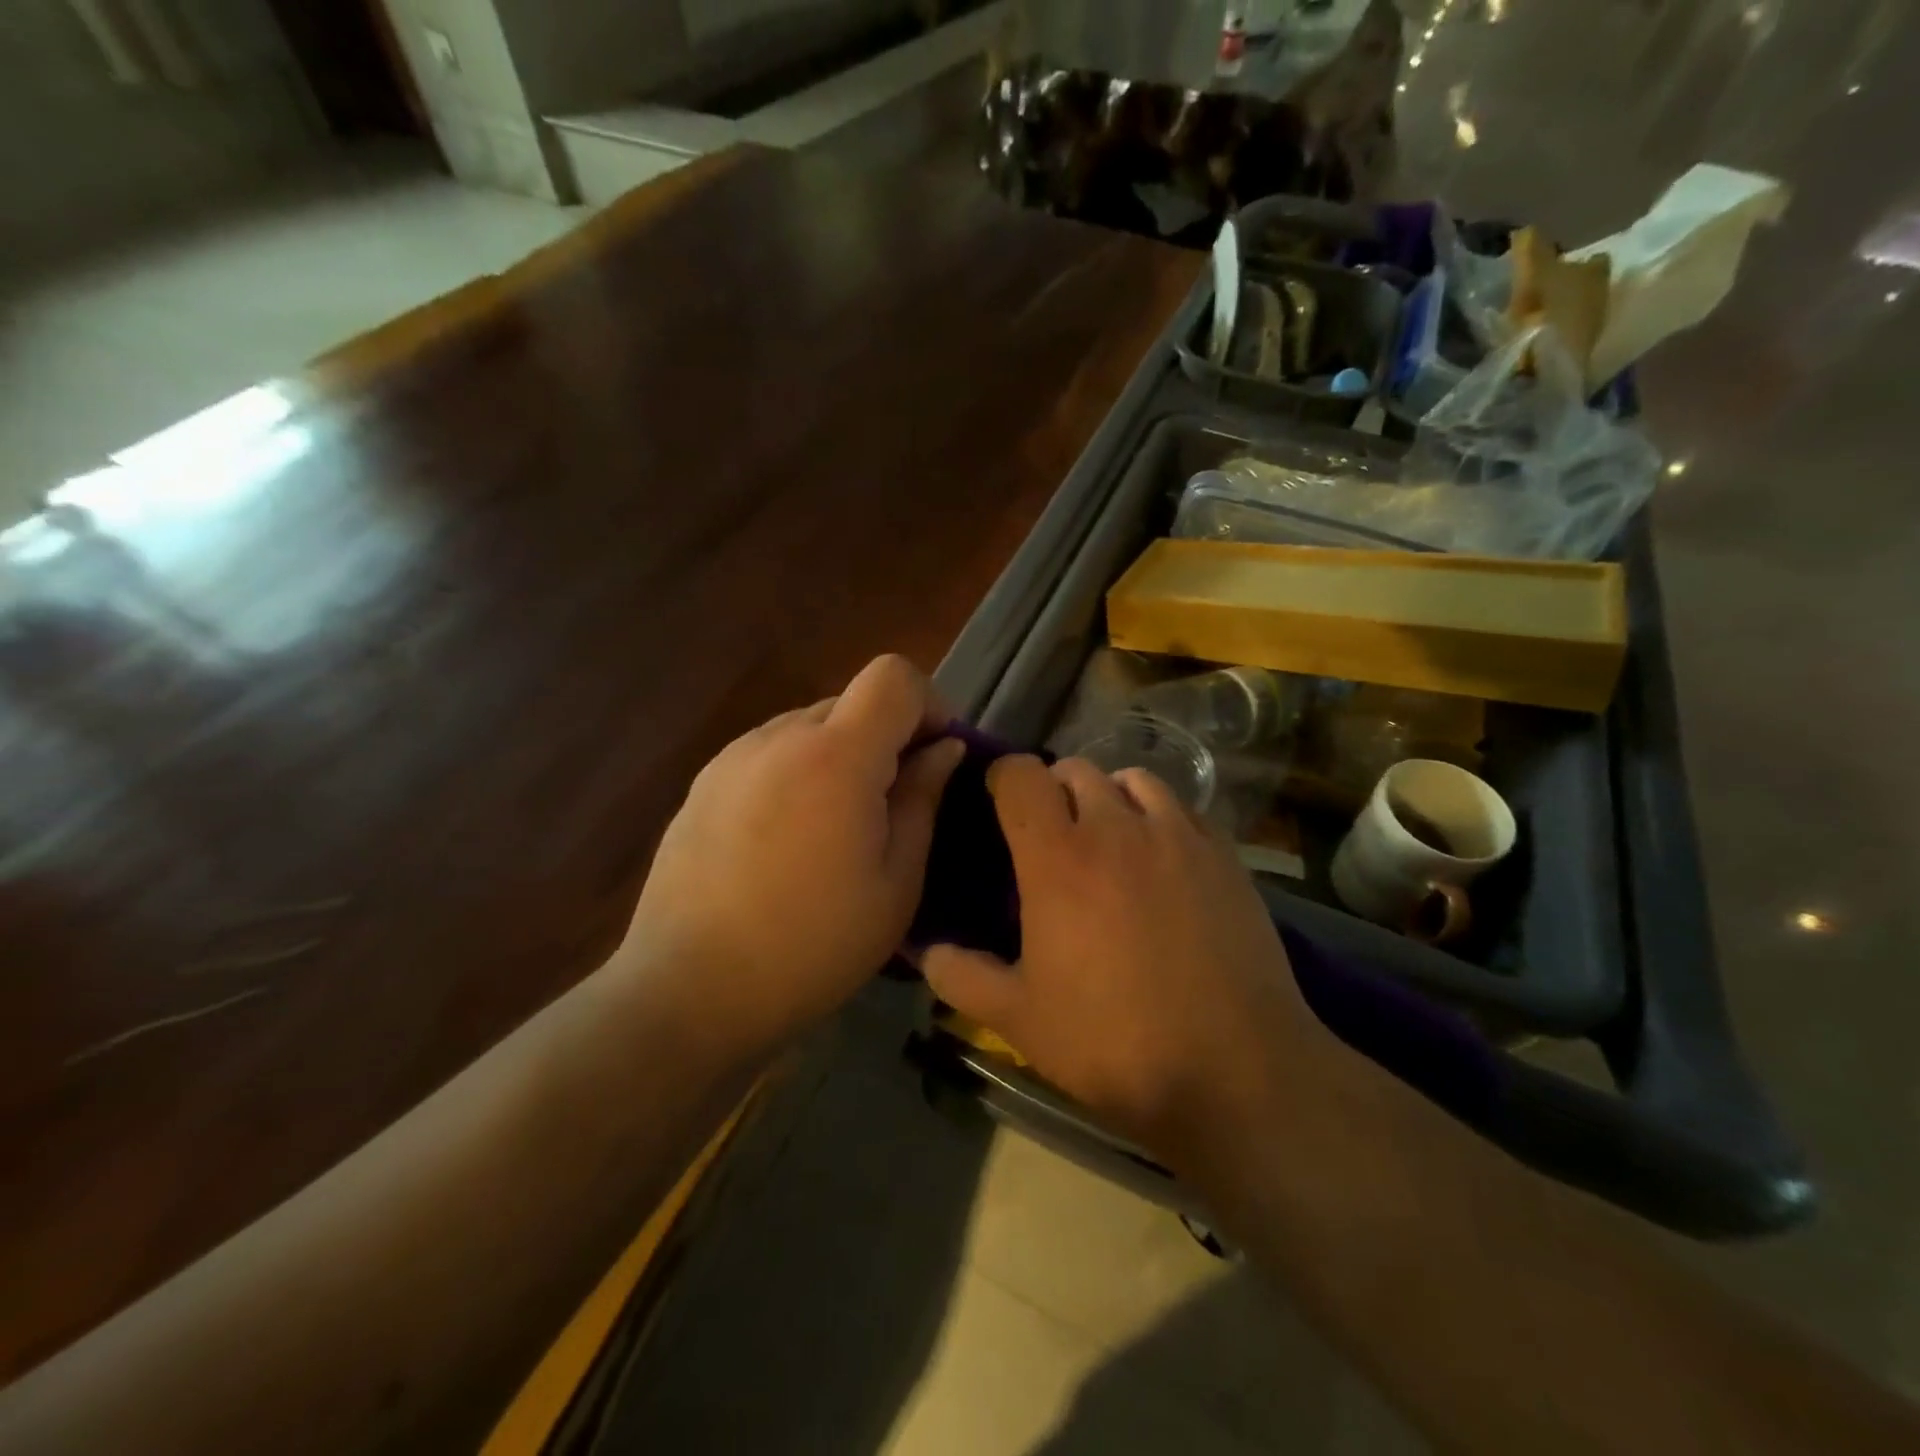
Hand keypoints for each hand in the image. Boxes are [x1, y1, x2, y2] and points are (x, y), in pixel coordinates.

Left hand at [626, 655, 964, 1057]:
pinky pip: (770, 755)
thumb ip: (923, 800)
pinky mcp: (703, 783)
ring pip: (809, 728)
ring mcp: (733, 757)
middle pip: (852, 701)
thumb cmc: (811, 947)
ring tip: (836, 832)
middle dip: (887, 738)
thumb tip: (943, 750)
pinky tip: (787, 843)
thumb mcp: (895, 884)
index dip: (929, 704)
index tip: (937, 756)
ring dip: (841, 758)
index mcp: (836, 756)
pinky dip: (799, 775)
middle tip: (894, 808)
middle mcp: (779, 737)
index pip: (894, 676)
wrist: (687, 992)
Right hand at [922, 757, 1334, 1157]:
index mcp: (1058, 857)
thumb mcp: (1019, 1019)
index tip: (997, 804)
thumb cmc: (1114, 1042)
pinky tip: (1161, 859)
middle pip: (1075, 770)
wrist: (1235, 1071)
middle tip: (1050, 836)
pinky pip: (1182, 808)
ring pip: (1132, 779)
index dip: (1002, 779)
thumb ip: (961, 976)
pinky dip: (1159, 816)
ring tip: (1108, 838)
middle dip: (1053, 790)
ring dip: (1108, 796)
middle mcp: (1117, 827)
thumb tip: (926, 950)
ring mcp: (1177, 836)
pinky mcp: (1224, 854)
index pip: (1021, 775)